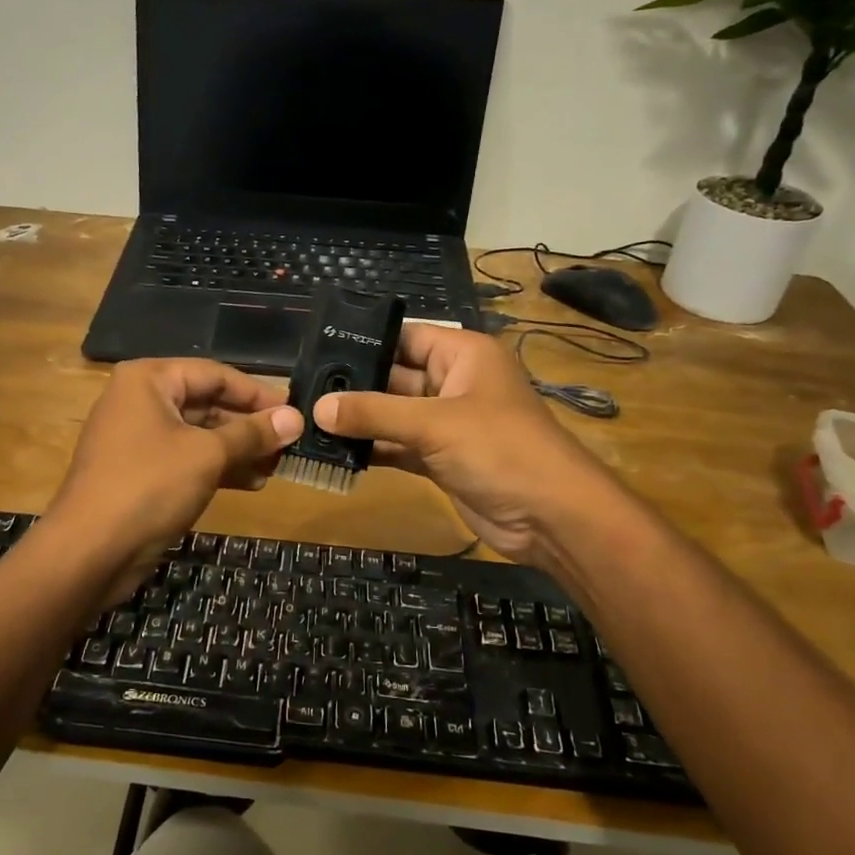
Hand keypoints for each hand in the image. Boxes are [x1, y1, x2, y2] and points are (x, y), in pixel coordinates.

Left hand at [47, 359, 302, 604]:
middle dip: (249, 425)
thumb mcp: (208, 455)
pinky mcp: (141, 473)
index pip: (215, 374)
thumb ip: (253, 433)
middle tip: (288, 444)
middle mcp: (141, 401)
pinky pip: (187, 460)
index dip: (257, 393)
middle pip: (207, 403)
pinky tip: (252, 483)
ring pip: (199, 435)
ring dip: (238, 449)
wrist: (89, 552)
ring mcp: (138, 439)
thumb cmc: (149, 486)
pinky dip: (218, 468)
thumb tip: (296, 418)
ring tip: (276, 467)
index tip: (293, 412)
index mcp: (149, 380)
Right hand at [314, 325, 609, 565]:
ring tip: (308, 422)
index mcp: (462, 355)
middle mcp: (453, 383)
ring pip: (393, 415)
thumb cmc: (500, 449)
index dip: (366, 341)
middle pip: (394, 377)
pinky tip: (335, 453)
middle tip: (302, 391)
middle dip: (354, 386)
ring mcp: (447, 424)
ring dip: (359, 422)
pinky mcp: (441, 459)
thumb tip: (317, 407)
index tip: (317, 349)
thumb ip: (375, 413)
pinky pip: (399, 446)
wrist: (551, 517)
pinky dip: (373, 450)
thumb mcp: (435, 423)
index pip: (406, 337)